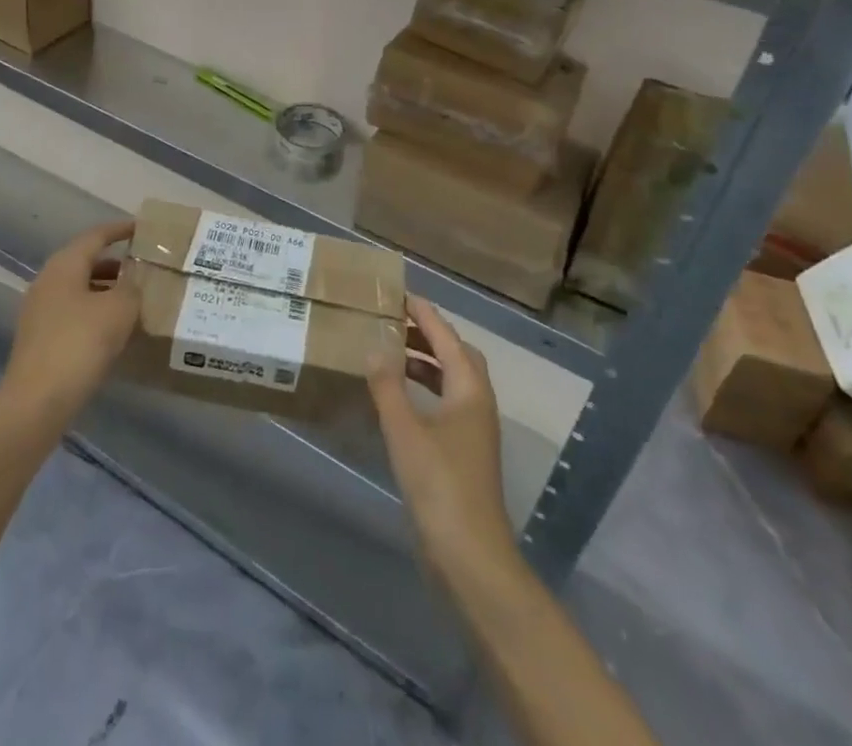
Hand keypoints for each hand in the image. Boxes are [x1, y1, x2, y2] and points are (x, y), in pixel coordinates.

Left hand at [0, 220, 138, 431]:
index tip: (142, 228)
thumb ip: (132, 289)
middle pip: (86, 262)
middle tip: (144, 268)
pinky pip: (74, 314)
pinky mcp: (41, 339)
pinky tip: (115, 331)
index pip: (96, 236)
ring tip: (136, 300)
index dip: (120, 230)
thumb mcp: (119, 310)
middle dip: (116, 264)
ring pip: (80, 290)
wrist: (37, 402)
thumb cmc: (80, 343)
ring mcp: (40, 312)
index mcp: (64, 265)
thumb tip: (133, 284)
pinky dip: (96, 314)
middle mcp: (48, 281)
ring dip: (107, 291)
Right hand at [369, 297, 516, 580]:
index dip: (424, 314)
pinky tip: (397, 401)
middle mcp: (477, 404)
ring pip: (451, 382)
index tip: (399, 294)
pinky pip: (444, 405)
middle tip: (393, 322)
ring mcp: (473, 432)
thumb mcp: (405, 430)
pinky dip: (423, 392)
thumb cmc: (440, 484)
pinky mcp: (463, 455)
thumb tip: (374, 347)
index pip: (447, 337)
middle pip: (456, 356)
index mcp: (469, 390)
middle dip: (427, 335)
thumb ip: (387, 386)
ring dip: (425, 364)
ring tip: (390, 355)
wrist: (470, 558)